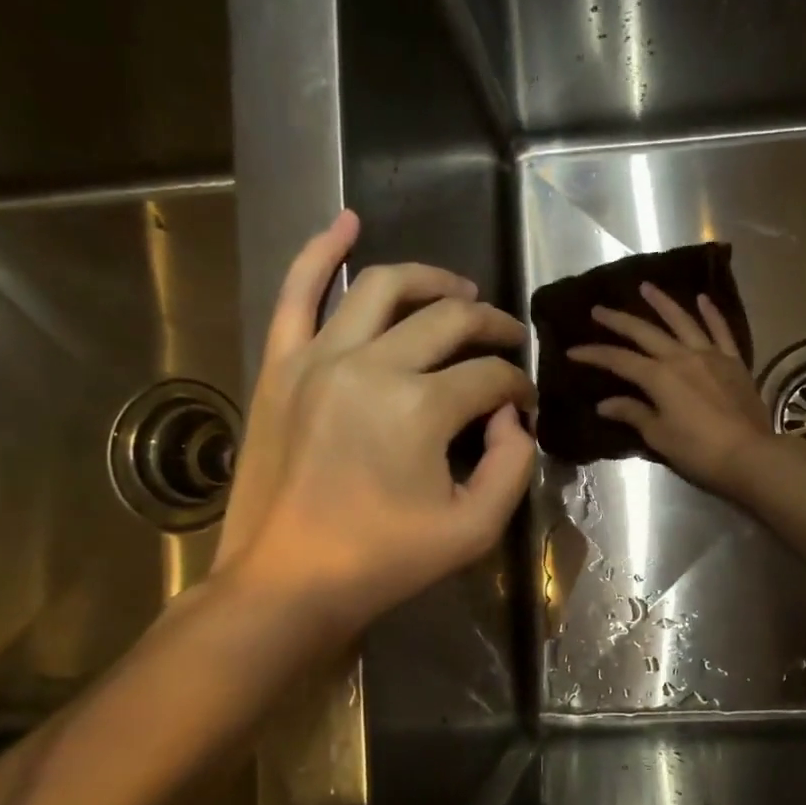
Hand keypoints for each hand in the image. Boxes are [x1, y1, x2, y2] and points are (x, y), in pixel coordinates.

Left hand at [214, 211, 535, 631]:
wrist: (286, 582)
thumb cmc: (384, 563)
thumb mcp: (474, 529)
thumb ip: (513, 465)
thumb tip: (512, 416)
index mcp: (420, 408)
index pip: (490, 376)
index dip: (519, 387)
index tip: (524, 406)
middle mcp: (371, 365)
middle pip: (449, 319)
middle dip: (491, 325)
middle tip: (509, 340)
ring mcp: (318, 358)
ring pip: (384, 288)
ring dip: (432, 280)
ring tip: (460, 290)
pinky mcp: (281, 365)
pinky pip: (298, 291)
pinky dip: (322, 250)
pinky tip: (347, 222)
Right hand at [568, 283, 772, 492]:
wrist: (750, 455)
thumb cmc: (699, 451)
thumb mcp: (659, 436)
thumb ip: (633, 414)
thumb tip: (605, 404)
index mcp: (659, 377)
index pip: (619, 360)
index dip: (594, 354)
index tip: (573, 351)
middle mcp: (682, 357)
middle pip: (645, 333)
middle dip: (619, 321)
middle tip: (599, 309)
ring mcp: (710, 355)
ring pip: (682, 321)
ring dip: (662, 303)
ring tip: (646, 287)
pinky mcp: (734, 361)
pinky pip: (720, 330)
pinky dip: (711, 313)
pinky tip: (702, 299)